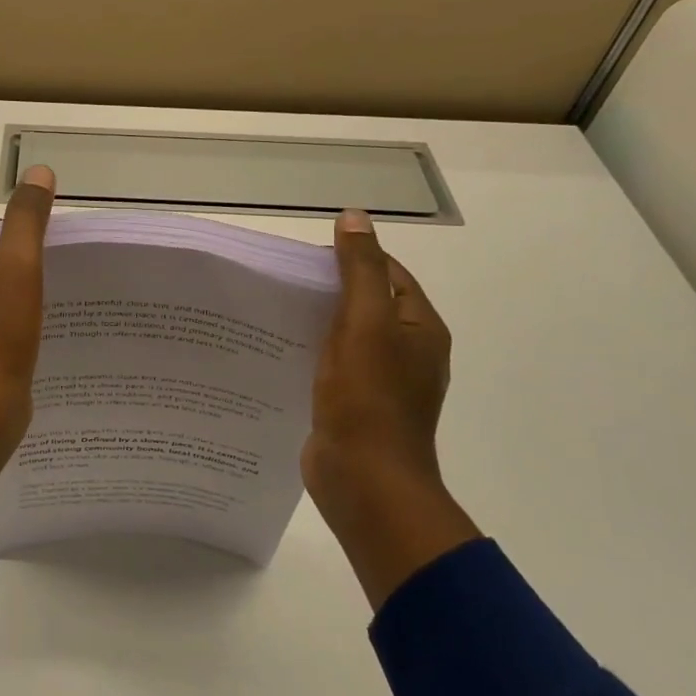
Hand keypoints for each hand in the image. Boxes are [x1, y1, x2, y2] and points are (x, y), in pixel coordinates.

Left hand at [0, 166, 55, 499]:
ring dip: (10, 302)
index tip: (43, 262)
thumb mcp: (17, 267)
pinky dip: (2, 330)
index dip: (16, 241)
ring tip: (41, 313)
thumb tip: (38, 172)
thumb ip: (27, 218)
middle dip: (14, 272)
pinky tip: (25, 341)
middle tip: (47, 287)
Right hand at [304, 209, 479, 609]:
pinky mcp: (357, 406)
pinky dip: (312, 353)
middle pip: (368, 305)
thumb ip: (360, 270)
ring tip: (275, 312)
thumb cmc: (368, 397)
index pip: (389, 275)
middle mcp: (409, 353)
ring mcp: (384, 383)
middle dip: (330, 291)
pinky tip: (281, 352)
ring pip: (348, 337)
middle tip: (284, 283)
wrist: (365, 479)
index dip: (352, 259)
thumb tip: (354, 217)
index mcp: (420, 329)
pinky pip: (334, 367)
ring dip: (318, 323)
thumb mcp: (364, 322)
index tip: (307, 259)